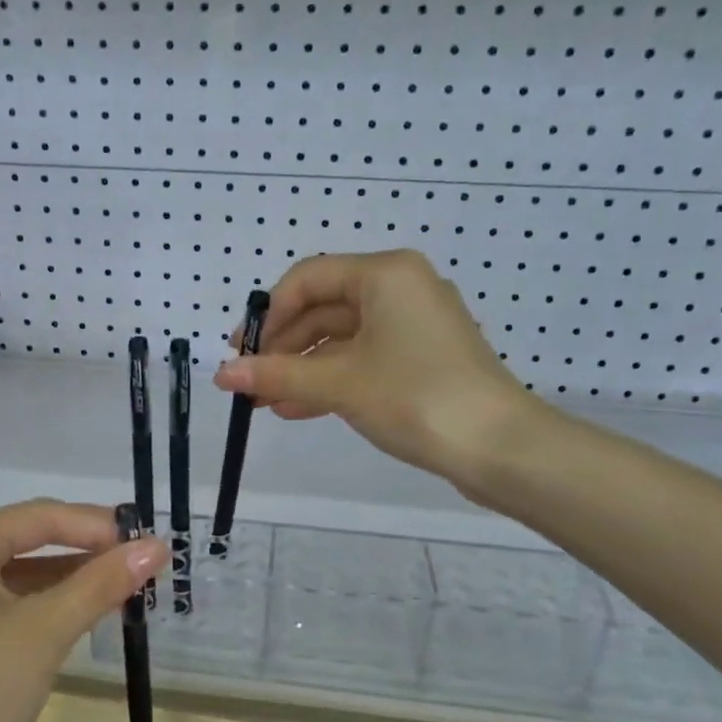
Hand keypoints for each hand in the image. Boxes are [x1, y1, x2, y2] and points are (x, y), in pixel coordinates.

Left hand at [0, 501, 167, 721]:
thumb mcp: (46, 630)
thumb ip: (102, 583)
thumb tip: (157, 546)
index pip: (41, 515)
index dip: (98, 525)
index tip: (148, 542)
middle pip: (30, 541)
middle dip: (86, 552)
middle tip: (142, 565)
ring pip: (21, 577)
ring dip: (70, 582)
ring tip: (125, 590)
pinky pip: (8, 607)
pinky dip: (47, 609)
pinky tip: (83, 619)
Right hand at [213, 250, 541, 492]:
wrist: (500, 447)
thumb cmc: (416, 397)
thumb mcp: (339, 383)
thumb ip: (278, 374)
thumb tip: (221, 373)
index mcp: (385, 274)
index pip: (307, 278)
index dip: (268, 315)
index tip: (241, 352)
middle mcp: (401, 288)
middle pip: (324, 308)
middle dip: (283, 347)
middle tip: (249, 381)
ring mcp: (414, 325)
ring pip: (341, 338)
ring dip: (302, 368)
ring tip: (265, 402)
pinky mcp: (422, 358)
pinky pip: (363, 358)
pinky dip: (330, 379)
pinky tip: (296, 407)